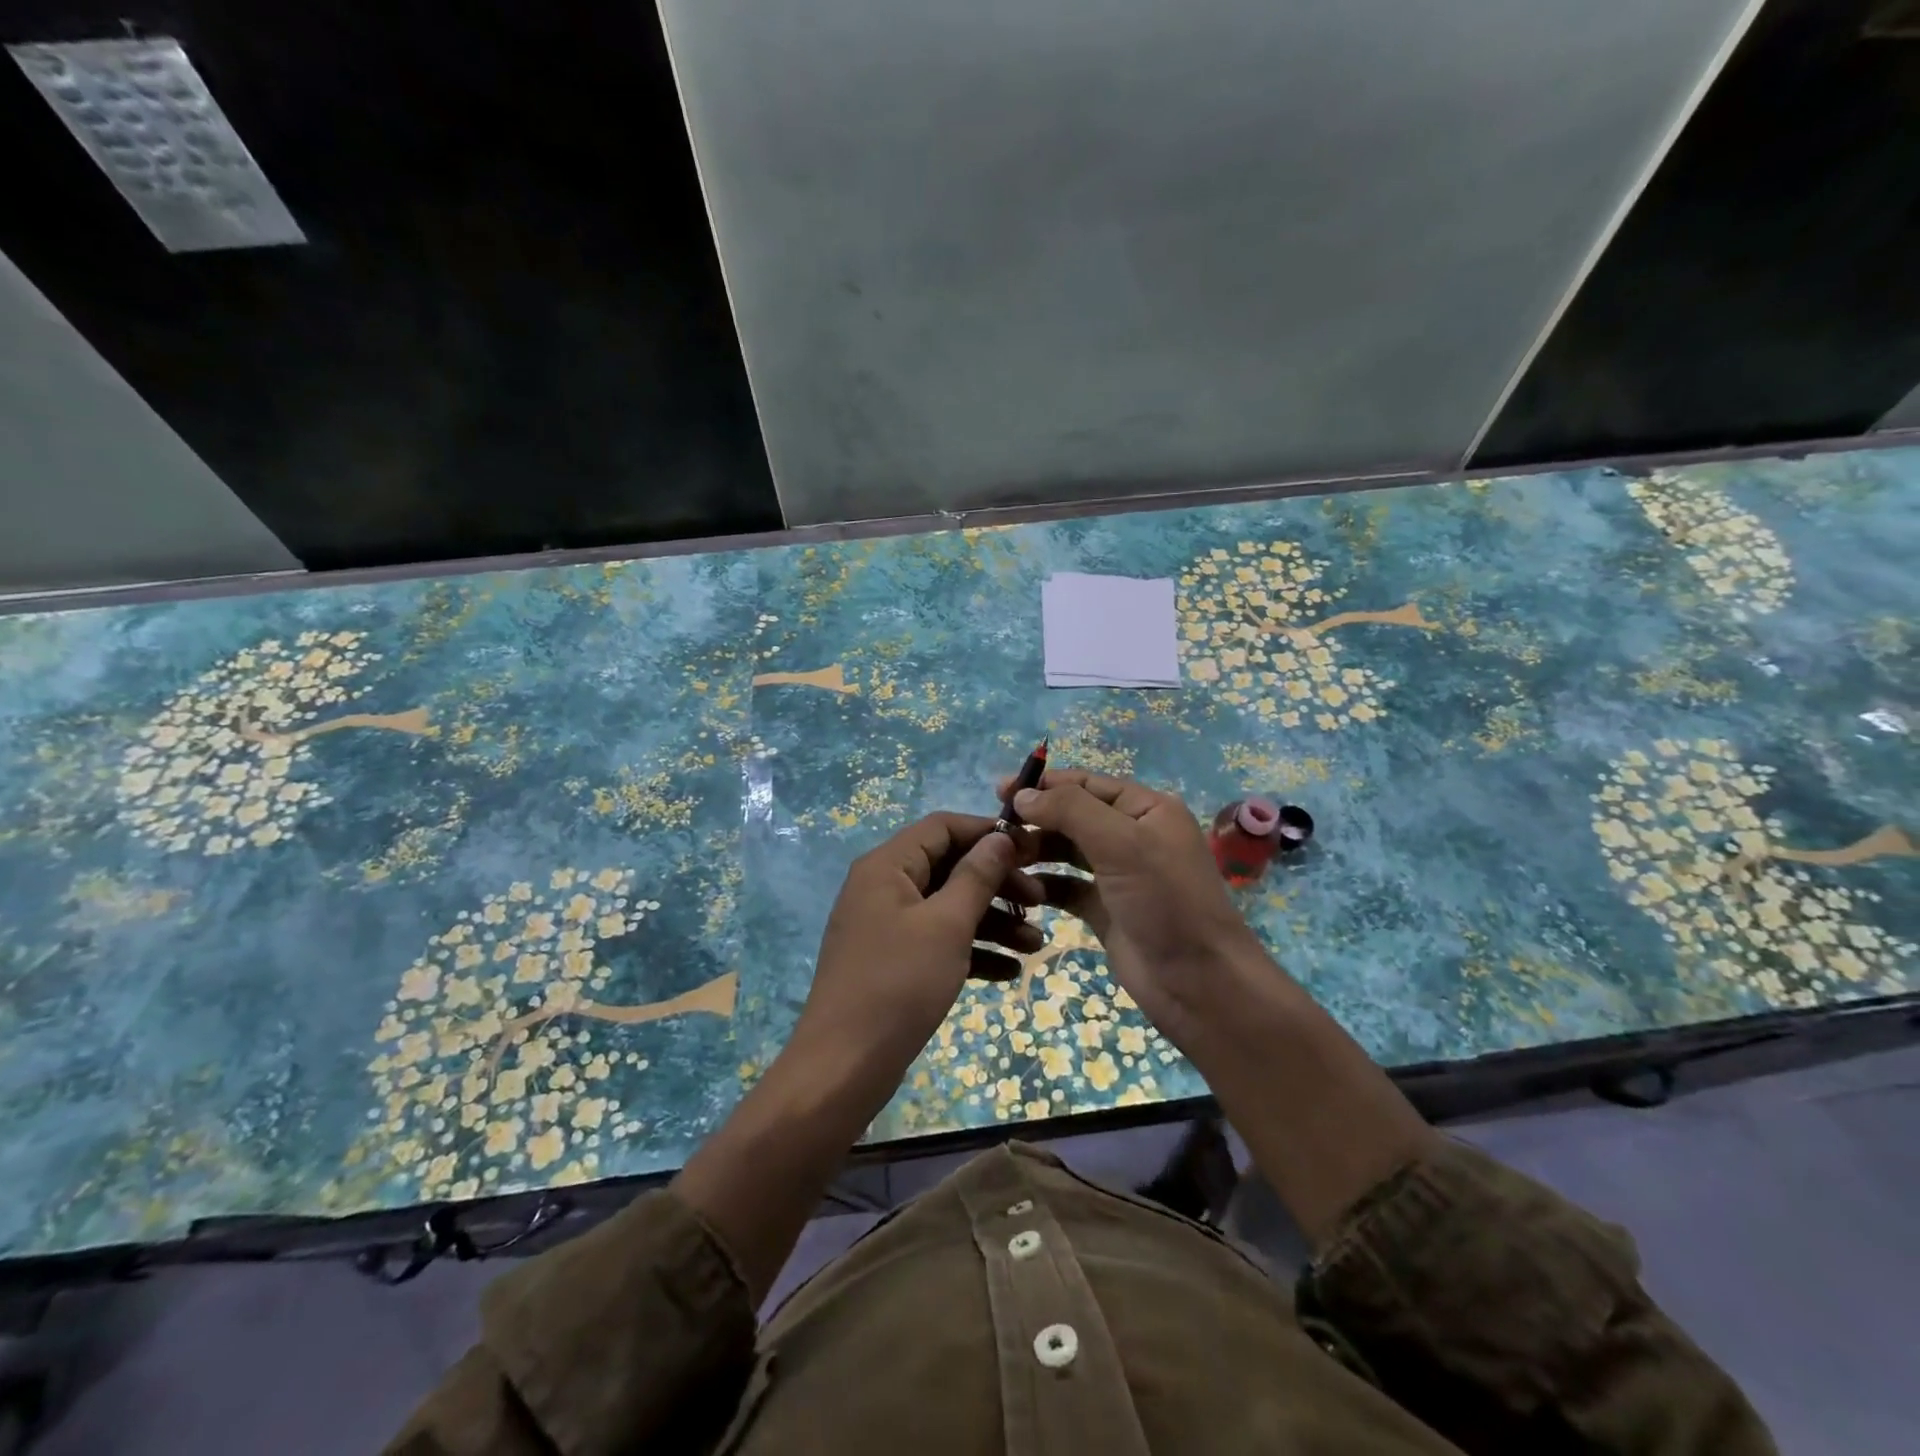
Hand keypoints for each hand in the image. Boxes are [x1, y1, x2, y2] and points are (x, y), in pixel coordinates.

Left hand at [784, 812, 1043, 1104]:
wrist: (845, 1066)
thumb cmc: (898, 983)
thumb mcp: (946, 925)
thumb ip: (976, 877)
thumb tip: (1000, 838)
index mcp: (887, 866)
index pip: (942, 827)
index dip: (988, 833)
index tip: (1031, 850)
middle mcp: (884, 887)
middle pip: (949, 867)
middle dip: (997, 884)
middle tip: (1041, 902)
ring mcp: (887, 926)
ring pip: (947, 908)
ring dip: (992, 922)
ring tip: (1036, 945)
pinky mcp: (893, 961)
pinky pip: (938, 941)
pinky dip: (971, 951)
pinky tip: (1009, 972)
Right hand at [1005, 770, 1262, 1039]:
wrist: (1199, 983)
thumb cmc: (1165, 900)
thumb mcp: (1121, 843)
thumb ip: (1070, 810)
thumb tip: (1023, 794)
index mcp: (1147, 809)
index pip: (1087, 784)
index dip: (1045, 784)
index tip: (1001, 792)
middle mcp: (1133, 836)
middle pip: (1074, 816)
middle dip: (1036, 820)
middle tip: (995, 832)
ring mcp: (1119, 875)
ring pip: (1067, 851)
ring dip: (1036, 851)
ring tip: (1002, 860)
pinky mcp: (1105, 910)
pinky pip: (1066, 887)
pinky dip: (1044, 885)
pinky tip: (1019, 889)